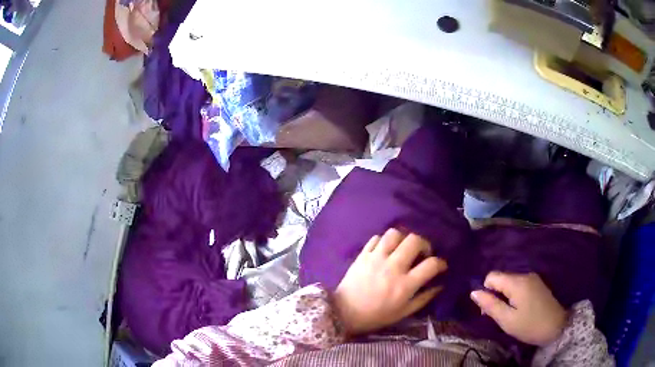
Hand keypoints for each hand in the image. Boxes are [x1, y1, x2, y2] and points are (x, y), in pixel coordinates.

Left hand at [333, 228, 447, 335]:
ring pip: (394, 234)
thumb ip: (424, 298)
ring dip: (403, 239)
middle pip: (414, 240)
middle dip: (424, 244)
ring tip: (403, 249)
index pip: (431, 264)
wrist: (344, 313)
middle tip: (422, 254)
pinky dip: (384, 241)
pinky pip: (376, 238)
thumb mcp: (403, 312)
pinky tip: (385, 250)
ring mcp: (376, 258)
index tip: (440, 266)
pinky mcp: (362, 255)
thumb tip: (440, 285)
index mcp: (404, 285)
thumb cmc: (376, 316)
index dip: (440, 263)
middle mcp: (392, 267)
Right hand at [470, 272, 567, 346]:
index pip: (492, 276)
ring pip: (509, 282)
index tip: (490, 309)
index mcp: (517, 282)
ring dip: (505, 295)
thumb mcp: (507, 320)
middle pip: (501, 278)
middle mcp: (525, 274)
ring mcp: (533, 278)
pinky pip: (519, 284)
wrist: (556, 327)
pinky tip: (519, 308)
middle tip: (500, 314)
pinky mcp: (537, 283)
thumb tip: (473, 292)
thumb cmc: (529, 325)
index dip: (486, 291)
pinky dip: (514, 295)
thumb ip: (490, 305)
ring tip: (510, 313)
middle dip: (495, 294)